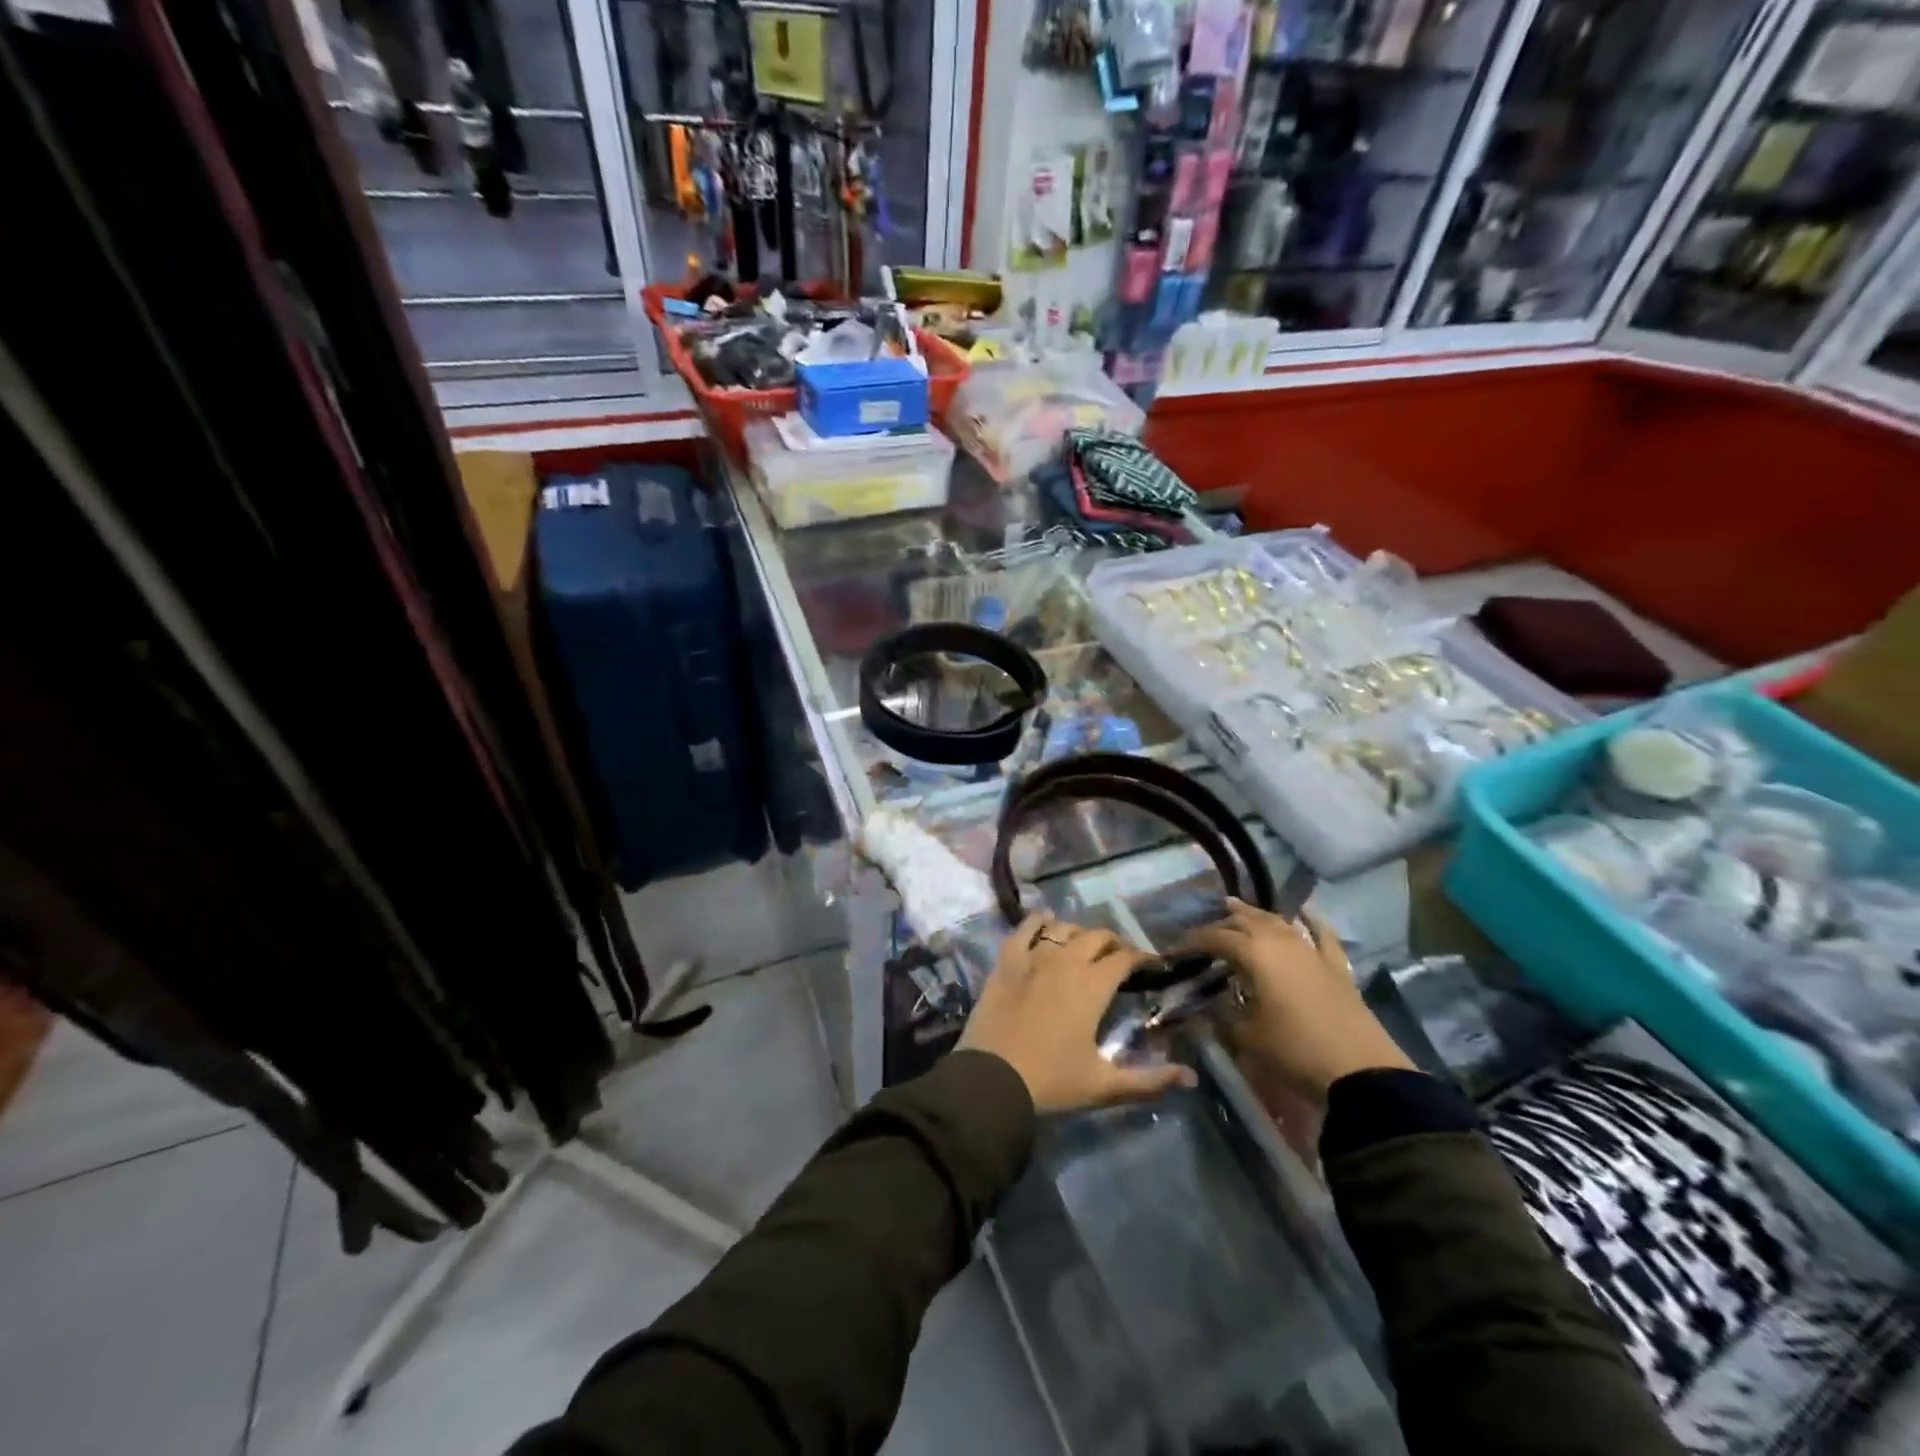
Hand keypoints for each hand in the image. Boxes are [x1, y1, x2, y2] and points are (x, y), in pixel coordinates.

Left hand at [959, 912, 1197, 1114]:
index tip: (1149, 965)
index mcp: (1093, 986)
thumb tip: (1191, 1078)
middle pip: (1096, 937)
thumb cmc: (1051, 1082)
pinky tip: (1044, 922)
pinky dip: (1037, 921)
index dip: (1140, 958)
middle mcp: (1066, 961)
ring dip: (1078, 933)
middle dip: (1112, 943)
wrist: (992, 1079)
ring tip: (1082, 946)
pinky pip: (1024, 928)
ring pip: (1062, 928)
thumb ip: (1148, 1080)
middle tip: (1117, 959)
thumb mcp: (1103, 1085)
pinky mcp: (1006, 961)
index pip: (1124, 958)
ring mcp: (1033, 957)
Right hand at [1180, 899, 1410, 1106]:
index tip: (1176, 950)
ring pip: (1279, 922)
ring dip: (1256, 915)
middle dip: (1222, 923)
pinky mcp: (1336, 967)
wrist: (1360, 1072)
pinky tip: (1305, 912)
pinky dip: (1311, 921)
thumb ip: (1221, 1017)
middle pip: (1246, 922)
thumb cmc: (1294, 1051)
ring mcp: (1311, 951)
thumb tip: (1203, 1008)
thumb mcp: (1247, 1038)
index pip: (1215, 938)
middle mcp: (1281, 943)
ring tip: (1238, 910)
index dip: (1193, 942)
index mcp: (1255, 954)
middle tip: (1204, 933)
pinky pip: (1322, 935)